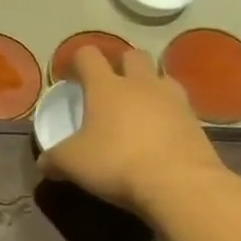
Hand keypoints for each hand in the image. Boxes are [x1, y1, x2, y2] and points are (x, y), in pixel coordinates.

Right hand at [41, 46, 225, 215]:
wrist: (181, 185)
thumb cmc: (116, 162)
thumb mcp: (72, 163)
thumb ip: (54, 159)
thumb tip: (44, 163)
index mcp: (106, 86)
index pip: (88, 55)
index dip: (77, 61)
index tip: (70, 78)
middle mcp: (141, 84)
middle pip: (132, 55)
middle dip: (120, 64)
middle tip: (109, 86)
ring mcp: (173, 101)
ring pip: (162, 77)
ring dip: (150, 85)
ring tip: (140, 107)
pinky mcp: (197, 123)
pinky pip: (180, 107)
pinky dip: (169, 114)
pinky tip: (160, 134)